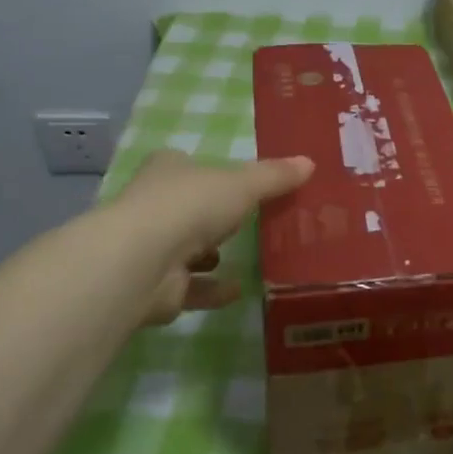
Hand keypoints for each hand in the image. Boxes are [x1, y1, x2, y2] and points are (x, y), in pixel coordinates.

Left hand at [110, 149, 313, 324]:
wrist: (142, 262)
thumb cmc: (191, 206)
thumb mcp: (243, 184)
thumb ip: (275, 176)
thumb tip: (309, 162)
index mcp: (168, 171)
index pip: (189, 166)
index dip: (213, 172)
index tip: (241, 183)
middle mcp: (154, 206)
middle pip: (190, 208)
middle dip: (215, 216)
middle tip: (252, 221)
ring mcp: (152, 248)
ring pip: (187, 249)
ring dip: (210, 254)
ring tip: (247, 256)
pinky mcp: (157, 287)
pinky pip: (191, 288)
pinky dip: (213, 289)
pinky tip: (238, 290)